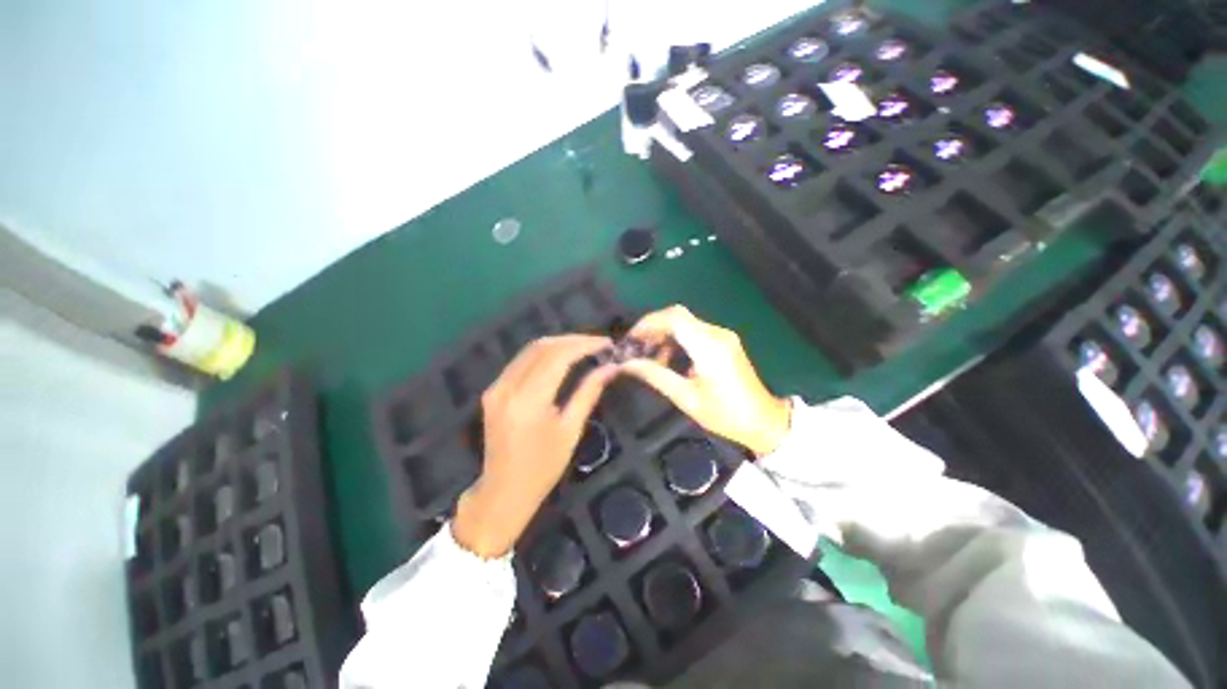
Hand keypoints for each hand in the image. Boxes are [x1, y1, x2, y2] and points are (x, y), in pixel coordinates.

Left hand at [453, 335, 616, 557]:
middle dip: (573, 340)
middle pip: (542, 346)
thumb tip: (611, 367)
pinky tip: (562, 358)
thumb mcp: (571, 430)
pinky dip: (544, 354)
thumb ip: (589, 392)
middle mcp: (508, 386)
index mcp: (528, 400)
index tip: (607, 344)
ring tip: (585, 347)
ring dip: (559, 344)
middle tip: (598, 344)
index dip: (585, 345)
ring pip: (530, 349)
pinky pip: (521, 361)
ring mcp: (496, 386)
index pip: (558, 356)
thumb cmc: (543, 467)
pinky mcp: (493, 390)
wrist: (503, 490)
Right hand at [619, 305, 789, 457]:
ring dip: (664, 334)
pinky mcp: (724, 342)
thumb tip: (627, 364)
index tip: (631, 339)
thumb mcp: (686, 398)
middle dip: (653, 328)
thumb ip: (655, 376)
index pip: (674, 317)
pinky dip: (676, 340)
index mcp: (709, 347)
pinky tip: (667, 358)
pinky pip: (694, 332)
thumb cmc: (725, 415)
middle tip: (635, 348)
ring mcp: (722, 336)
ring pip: (685, 323)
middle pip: (678, 316)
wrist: (764, 421)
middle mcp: (717, 334)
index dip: (649, 322)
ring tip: (648, 356)